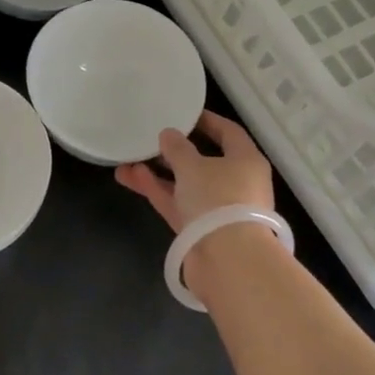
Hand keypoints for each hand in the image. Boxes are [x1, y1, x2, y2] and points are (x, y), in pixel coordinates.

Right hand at [114, 110, 274, 232]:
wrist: (227, 261)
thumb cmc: (218, 200)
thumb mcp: (193, 166)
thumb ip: (177, 148)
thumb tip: (169, 134)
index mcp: (246, 161)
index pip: (229, 133)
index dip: (207, 121)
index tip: (184, 114)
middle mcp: (236, 183)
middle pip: (204, 160)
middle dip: (175, 151)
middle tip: (151, 138)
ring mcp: (218, 209)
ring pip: (185, 184)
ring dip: (159, 173)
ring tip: (127, 159)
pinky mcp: (200, 230)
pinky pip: (177, 204)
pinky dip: (157, 191)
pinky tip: (130, 177)